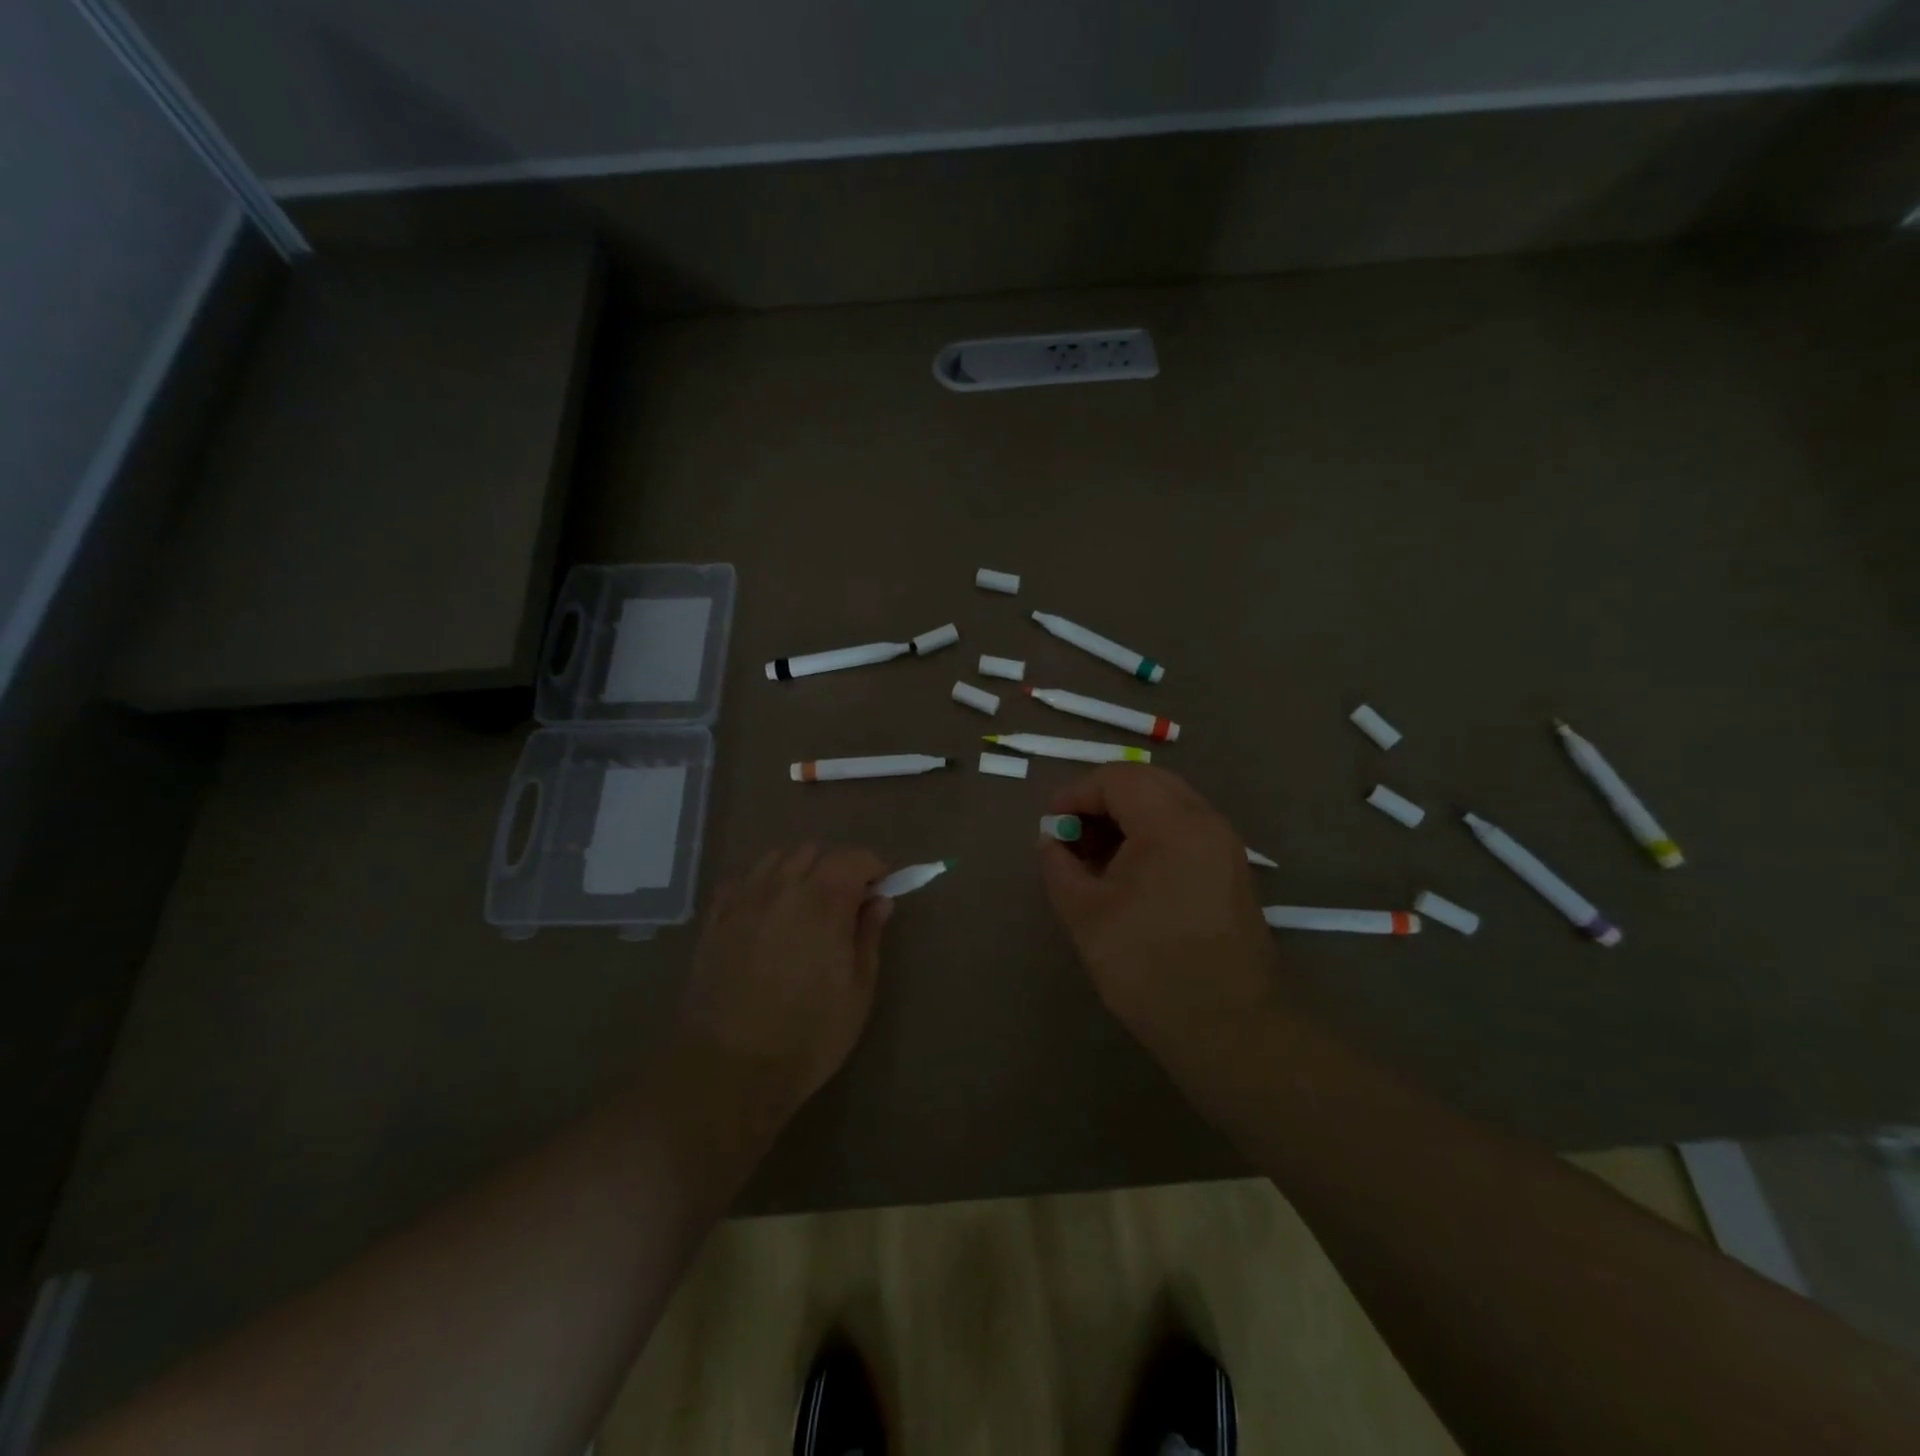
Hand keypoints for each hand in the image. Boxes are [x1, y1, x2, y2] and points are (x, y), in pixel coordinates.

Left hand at [675, 845, 892, 1117]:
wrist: (729, 1070)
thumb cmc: (808, 1036)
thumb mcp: (857, 991)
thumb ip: (869, 937)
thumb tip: (880, 901)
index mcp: (824, 902)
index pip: (853, 857)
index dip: (872, 867)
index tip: (880, 891)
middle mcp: (782, 888)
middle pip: (813, 851)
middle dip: (835, 868)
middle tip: (845, 904)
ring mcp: (743, 901)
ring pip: (775, 859)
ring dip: (797, 871)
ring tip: (804, 907)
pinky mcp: (714, 921)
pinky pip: (740, 881)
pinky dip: (760, 885)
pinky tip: (765, 914)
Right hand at [1036, 766, 1280, 1077]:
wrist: (1228, 1028)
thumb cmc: (1148, 967)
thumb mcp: (1085, 914)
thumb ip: (1058, 866)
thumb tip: (1050, 840)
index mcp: (1171, 824)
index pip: (1116, 779)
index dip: (1075, 794)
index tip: (1050, 825)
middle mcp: (1205, 821)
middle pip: (1146, 782)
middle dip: (1101, 800)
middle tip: (1071, 835)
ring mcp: (1225, 845)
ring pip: (1168, 803)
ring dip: (1127, 816)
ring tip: (1095, 857)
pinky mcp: (1231, 870)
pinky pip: (1185, 829)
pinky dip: (1151, 834)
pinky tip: (1128, 873)